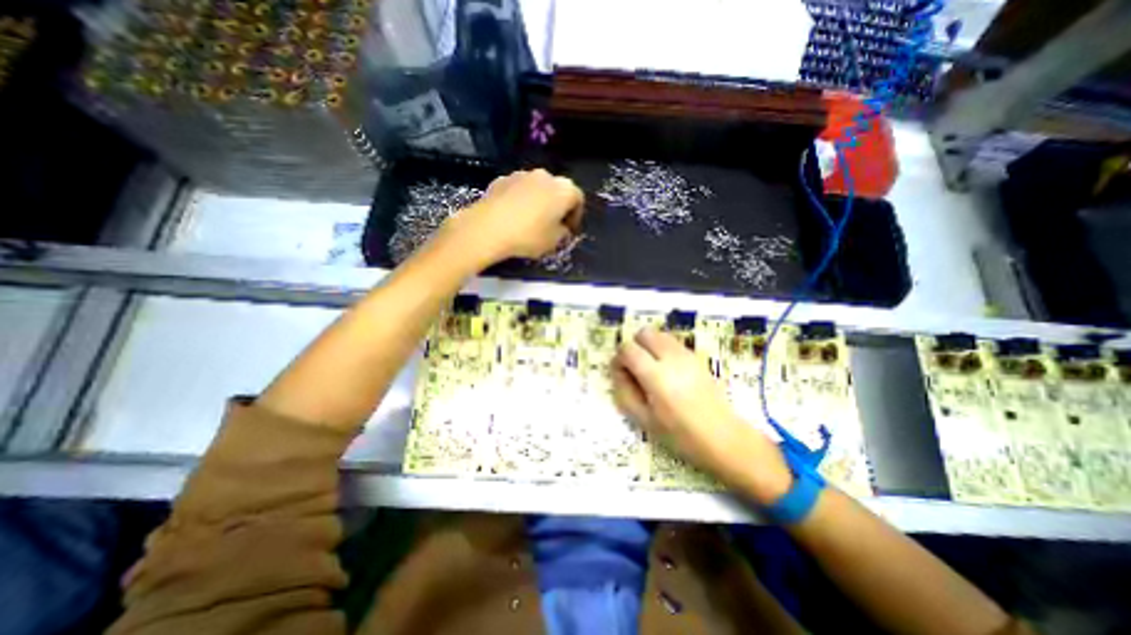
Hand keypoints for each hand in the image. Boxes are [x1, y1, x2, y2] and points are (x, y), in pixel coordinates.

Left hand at [438, 165, 587, 265]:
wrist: (488, 228)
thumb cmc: (529, 236)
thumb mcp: (554, 242)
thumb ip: (563, 233)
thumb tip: (562, 228)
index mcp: (564, 189)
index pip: (578, 200)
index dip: (576, 217)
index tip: (569, 231)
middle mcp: (545, 176)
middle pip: (557, 191)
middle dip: (556, 207)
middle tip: (552, 225)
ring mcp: (521, 174)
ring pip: (536, 189)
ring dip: (538, 202)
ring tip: (530, 222)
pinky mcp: (501, 179)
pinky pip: (518, 190)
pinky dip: (519, 200)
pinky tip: (512, 217)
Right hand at [614, 327, 789, 505]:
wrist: (723, 437)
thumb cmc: (680, 434)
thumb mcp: (644, 419)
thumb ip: (624, 391)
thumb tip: (617, 370)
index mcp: (656, 376)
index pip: (628, 349)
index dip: (619, 358)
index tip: (622, 373)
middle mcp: (671, 358)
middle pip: (644, 333)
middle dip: (634, 345)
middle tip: (635, 368)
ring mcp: (686, 355)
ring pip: (659, 334)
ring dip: (649, 345)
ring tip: (651, 368)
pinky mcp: (696, 357)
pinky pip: (672, 342)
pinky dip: (663, 348)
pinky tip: (667, 371)